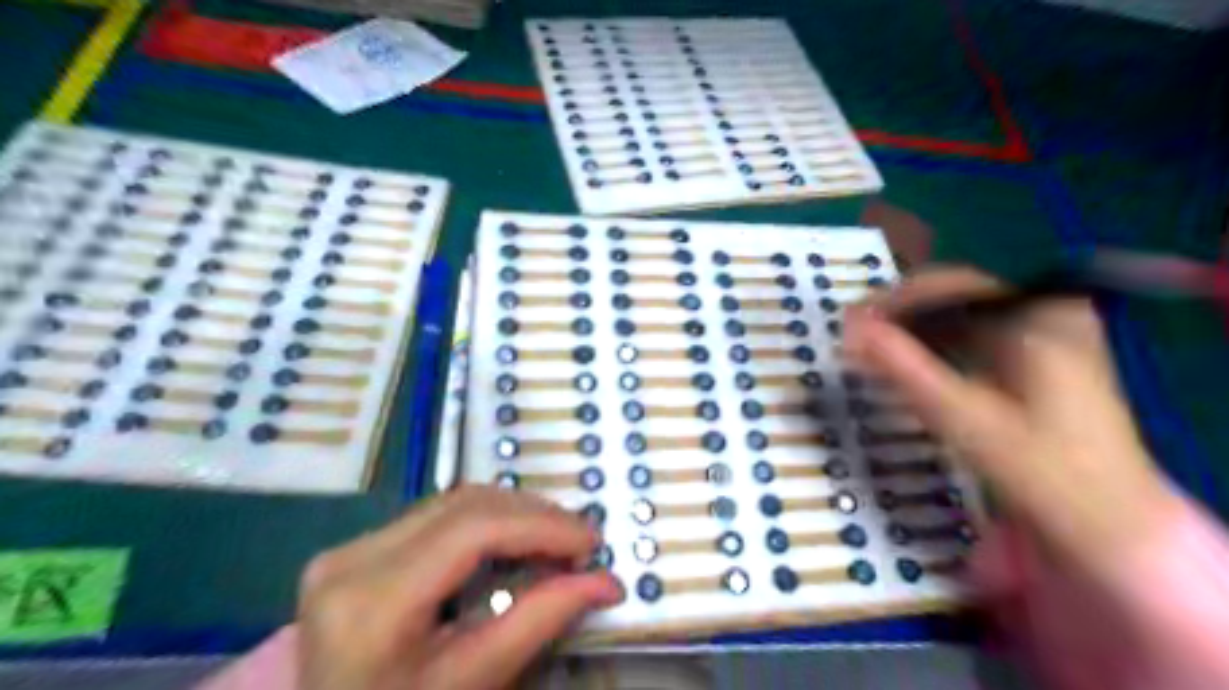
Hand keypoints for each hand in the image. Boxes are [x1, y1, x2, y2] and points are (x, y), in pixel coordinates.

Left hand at [295, 484, 625, 688]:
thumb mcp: (471, 683)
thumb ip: (539, 622)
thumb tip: (606, 582)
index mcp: (372, 601)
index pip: (472, 530)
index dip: (540, 526)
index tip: (591, 541)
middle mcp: (351, 559)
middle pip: (464, 505)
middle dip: (533, 516)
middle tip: (579, 542)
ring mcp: (348, 550)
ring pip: (452, 502)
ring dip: (513, 514)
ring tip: (554, 541)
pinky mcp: (357, 550)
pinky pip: (436, 517)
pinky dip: (486, 523)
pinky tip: (514, 543)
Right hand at [846, 266, 1179, 583]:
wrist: (1107, 520)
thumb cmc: (1038, 469)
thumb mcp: (960, 415)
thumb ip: (901, 366)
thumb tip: (848, 327)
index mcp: (1039, 315)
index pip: (953, 284)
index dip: (895, 300)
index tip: (849, 322)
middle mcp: (1046, 309)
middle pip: (956, 295)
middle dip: (901, 315)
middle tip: (855, 339)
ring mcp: (1046, 329)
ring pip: (961, 314)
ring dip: (914, 330)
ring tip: (871, 351)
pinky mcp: (1037, 352)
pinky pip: (974, 333)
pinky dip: (936, 345)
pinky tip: (907, 362)